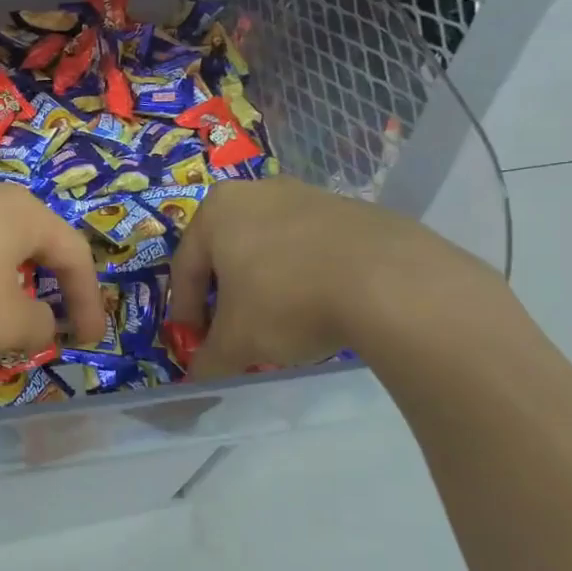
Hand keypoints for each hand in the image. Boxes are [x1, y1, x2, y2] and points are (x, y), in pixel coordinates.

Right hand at [167, 177, 500, 379]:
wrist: (387, 280)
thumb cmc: (287, 301)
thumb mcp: (237, 343)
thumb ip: (208, 360)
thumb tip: (197, 378)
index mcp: (216, 211)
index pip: (184, 267)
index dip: (184, 312)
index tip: (193, 344)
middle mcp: (255, 191)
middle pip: (226, 252)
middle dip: (225, 296)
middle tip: (232, 333)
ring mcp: (305, 194)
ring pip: (268, 246)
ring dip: (264, 285)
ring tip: (278, 323)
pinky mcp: (347, 208)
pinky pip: (308, 246)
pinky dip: (303, 275)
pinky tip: (319, 305)